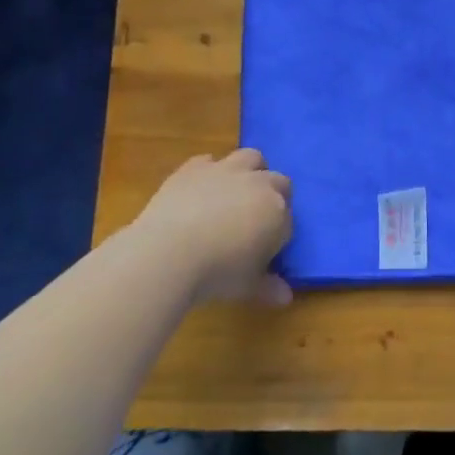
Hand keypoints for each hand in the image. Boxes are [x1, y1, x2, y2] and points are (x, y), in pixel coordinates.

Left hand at [126, 149, 293, 306]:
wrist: (167, 252)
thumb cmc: (217, 273)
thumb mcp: (247, 286)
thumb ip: (268, 287)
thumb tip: (286, 297)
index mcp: (277, 211)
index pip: (287, 219)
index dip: (278, 233)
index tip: (265, 248)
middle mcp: (258, 184)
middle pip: (279, 182)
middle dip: (274, 196)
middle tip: (256, 220)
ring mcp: (226, 170)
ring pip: (251, 157)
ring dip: (251, 171)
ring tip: (237, 192)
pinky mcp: (195, 167)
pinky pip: (210, 160)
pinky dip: (210, 171)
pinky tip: (201, 189)